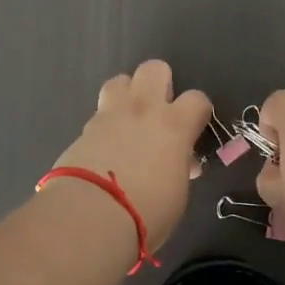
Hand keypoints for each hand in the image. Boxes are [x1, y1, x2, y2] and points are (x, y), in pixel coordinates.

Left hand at [52, 60, 211, 253]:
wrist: (90, 215)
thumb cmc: (146, 212)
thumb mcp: (177, 194)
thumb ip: (180, 168)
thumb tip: (180, 162)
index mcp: (174, 125)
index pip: (198, 99)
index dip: (199, 111)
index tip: (195, 128)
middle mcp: (143, 110)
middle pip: (154, 69)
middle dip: (160, 83)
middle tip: (159, 111)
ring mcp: (110, 115)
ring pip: (120, 80)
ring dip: (127, 95)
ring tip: (129, 120)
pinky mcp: (84, 129)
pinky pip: (99, 113)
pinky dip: (106, 124)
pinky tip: (105, 147)